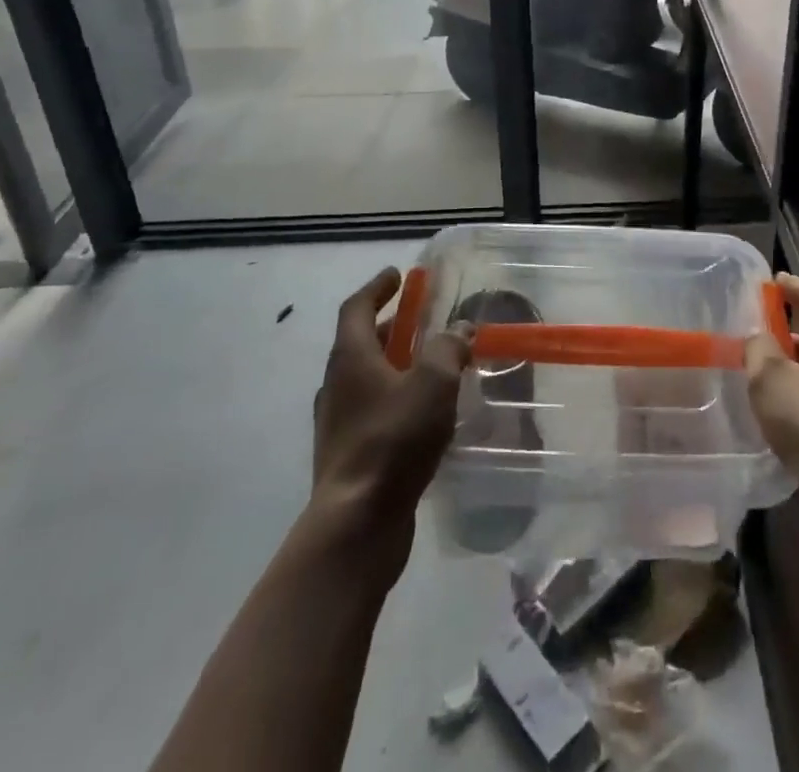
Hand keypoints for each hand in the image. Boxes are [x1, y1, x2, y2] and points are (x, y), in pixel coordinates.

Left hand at [310, 268, 472, 568]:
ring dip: (395, 363)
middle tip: (421, 318)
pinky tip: (423, 413)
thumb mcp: (432, 383)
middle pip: (361, 342)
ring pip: (367, 378)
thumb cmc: (394, 440)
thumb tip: (460, 329)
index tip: (397, 275)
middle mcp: (337, 385)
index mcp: (351, 358)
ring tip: (430, 365)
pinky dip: (396, 398)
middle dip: (391, 325)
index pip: (357, 308)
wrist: (356, 523)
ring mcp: (339, 422)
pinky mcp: (348, 454)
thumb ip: (448, 349)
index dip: (377, 288)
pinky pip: (373, 410)